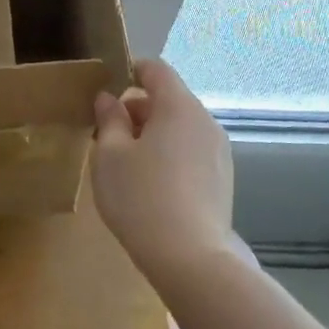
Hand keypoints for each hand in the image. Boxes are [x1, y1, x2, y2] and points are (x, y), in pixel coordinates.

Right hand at [91, 59, 236, 282]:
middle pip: (168, 99)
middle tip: (105, 137)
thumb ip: (108, 120)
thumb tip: (109, 99)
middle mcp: (205, 121)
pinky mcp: (222, 179)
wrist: (190, 259)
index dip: (130, 71)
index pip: (156, 70)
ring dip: (152, 135)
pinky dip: (169, 155)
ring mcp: (219, 152)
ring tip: (126, 166)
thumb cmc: (140, 198)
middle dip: (136, 110)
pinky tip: (150, 187)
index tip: (105, 92)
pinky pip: (191, 151)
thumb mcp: (109, 155)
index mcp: (179, 107)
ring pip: (180, 128)